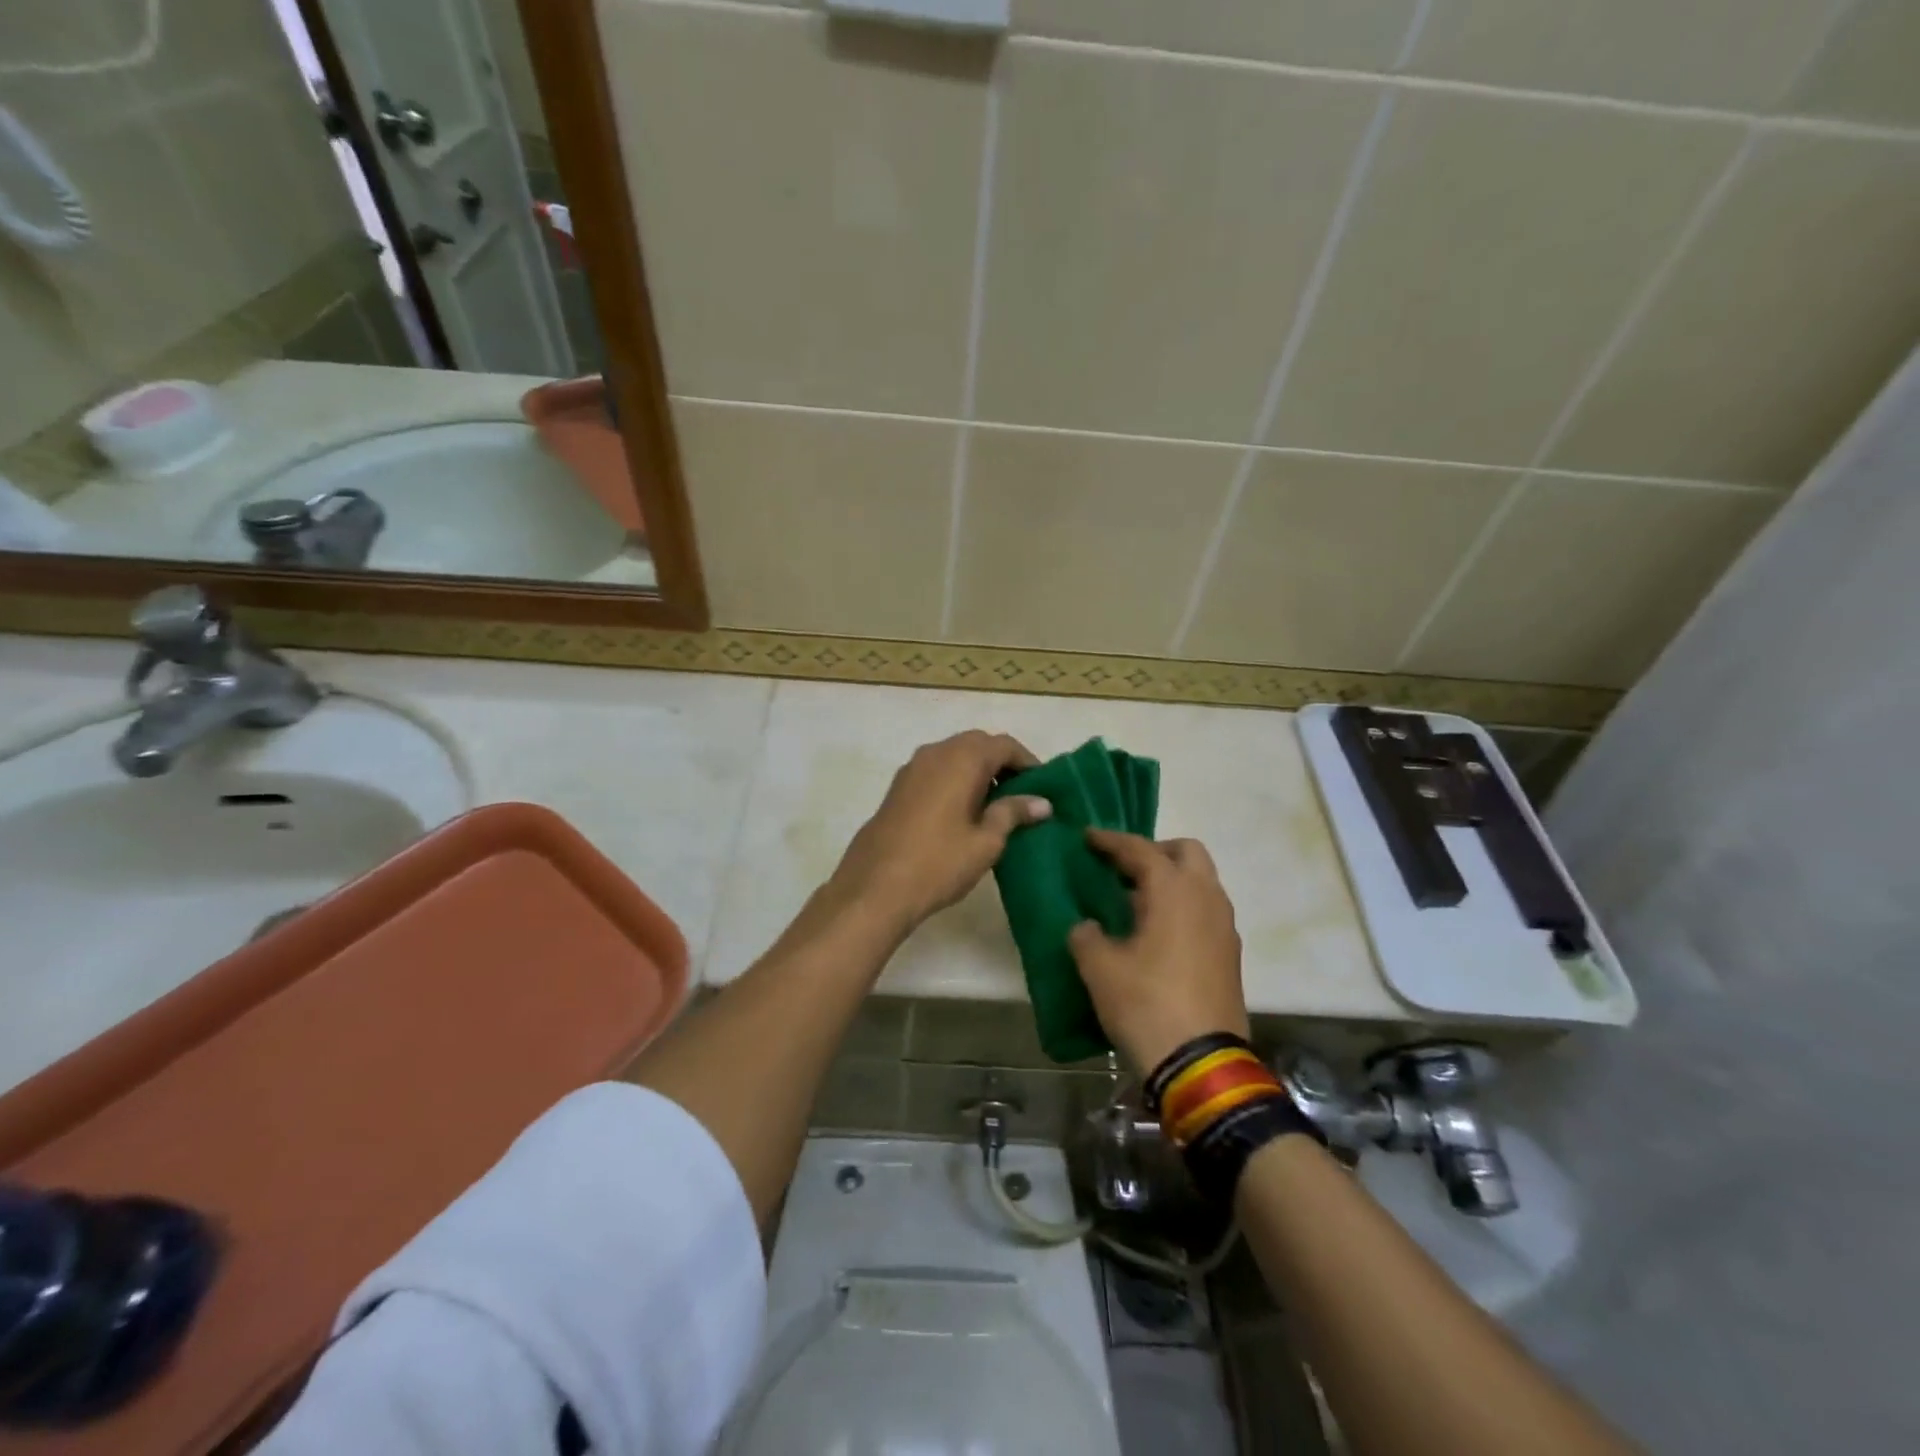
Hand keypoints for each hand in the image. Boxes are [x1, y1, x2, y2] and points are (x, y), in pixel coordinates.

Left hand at [823, 731, 1051, 936]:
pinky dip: (955, 780)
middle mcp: (936, 752)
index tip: (1044, 787)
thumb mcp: (986, 841)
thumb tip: (1042, 802)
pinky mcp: (898, 787)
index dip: (1028, 762)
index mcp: (962, 759)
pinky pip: (936, 771)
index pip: (1004, 745)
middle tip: (1022, 795)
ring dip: (977, 771)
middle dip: (1002, 763)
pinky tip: (963, 812)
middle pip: (978, 744)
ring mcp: (912, 768)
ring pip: (954, 756)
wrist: (874, 887)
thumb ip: (1013, 813)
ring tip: (995, 806)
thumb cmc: (939, 863)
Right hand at [1069, 829, 1248, 1074]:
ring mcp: (1224, 926)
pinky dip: (1182, 907)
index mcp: (1174, 890)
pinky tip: (1156, 933)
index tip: (1087, 837)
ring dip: (1171, 880)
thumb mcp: (1099, 968)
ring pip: (1201, 882)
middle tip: (1123, 868)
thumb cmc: (1146, 1003)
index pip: (1140, 849)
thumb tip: (1086, 927)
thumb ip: (1086, 936)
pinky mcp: (1230, 953)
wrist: (1201, 1063)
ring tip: (1135, 902)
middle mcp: (1206, 897)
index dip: (1110, 841)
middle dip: (1154, 852)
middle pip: (1186, 852)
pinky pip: (1205, 910)